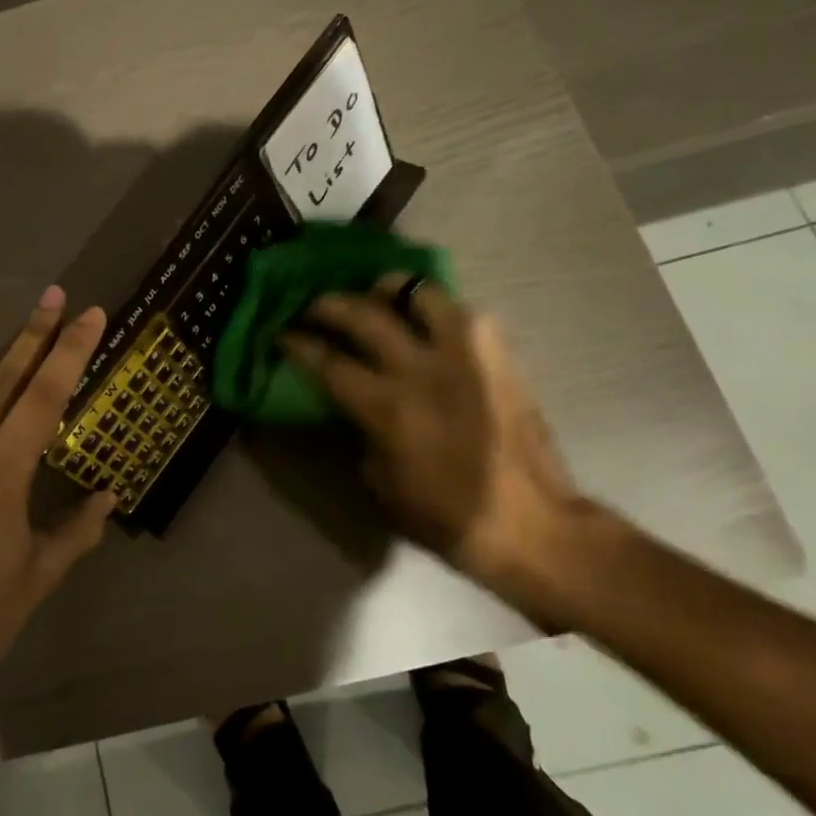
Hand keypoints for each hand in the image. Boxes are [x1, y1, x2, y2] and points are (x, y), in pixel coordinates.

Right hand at [280, 279, 588, 599]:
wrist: (534, 525)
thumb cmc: (447, 516)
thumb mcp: (381, 482)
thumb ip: (361, 430)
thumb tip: (353, 402)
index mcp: (388, 407)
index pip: (328, 361)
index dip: (298, 343)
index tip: (282, 332)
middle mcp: (423, 369)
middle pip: (364, 315)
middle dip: (330, 304)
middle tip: (315, 305)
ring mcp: (466, 355)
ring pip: (421, 293)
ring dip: (390, 289)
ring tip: (378, 294)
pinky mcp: (499, 355)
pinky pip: (464, 313)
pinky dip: (437, 309)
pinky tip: (428, 321)